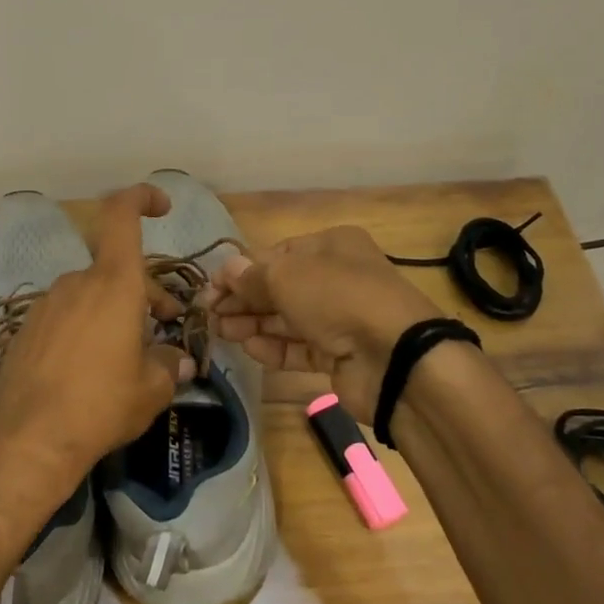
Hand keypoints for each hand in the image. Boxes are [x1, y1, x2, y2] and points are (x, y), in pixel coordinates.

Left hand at [0, 184, 193, 505]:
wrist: (27, 440)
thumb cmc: (101, 405)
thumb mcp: (151, 389)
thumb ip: (169, 365)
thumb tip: (179, 361)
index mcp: (113, 284)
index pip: (121, 215)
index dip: (141, 198)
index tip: (162, 207)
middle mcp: (77, 284)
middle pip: (116, 269)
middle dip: (144, 291)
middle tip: (165, 324)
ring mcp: (47, 305)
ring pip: (91, 294)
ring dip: (115, 311)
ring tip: (129, 354)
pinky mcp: (26, 330)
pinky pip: (66, 316)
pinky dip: (86, 328)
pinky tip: (91, 368)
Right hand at [201, 226, 439, 426]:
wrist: (395, 357)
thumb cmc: (338, 297)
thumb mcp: (286, 276)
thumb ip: (251, 276)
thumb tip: (225, 270)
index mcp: (331, 246)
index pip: (276, 255)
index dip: (241, 271)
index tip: (210, 289)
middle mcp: (337, 278)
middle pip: (279, 287)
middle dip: (243, 299)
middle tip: (208, 314)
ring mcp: (340, 318)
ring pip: (287, 318)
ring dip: (252, 323)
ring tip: (220, 332)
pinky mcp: (340, 354)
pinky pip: (300, 347)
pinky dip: (274, 347)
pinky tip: (249, 349)